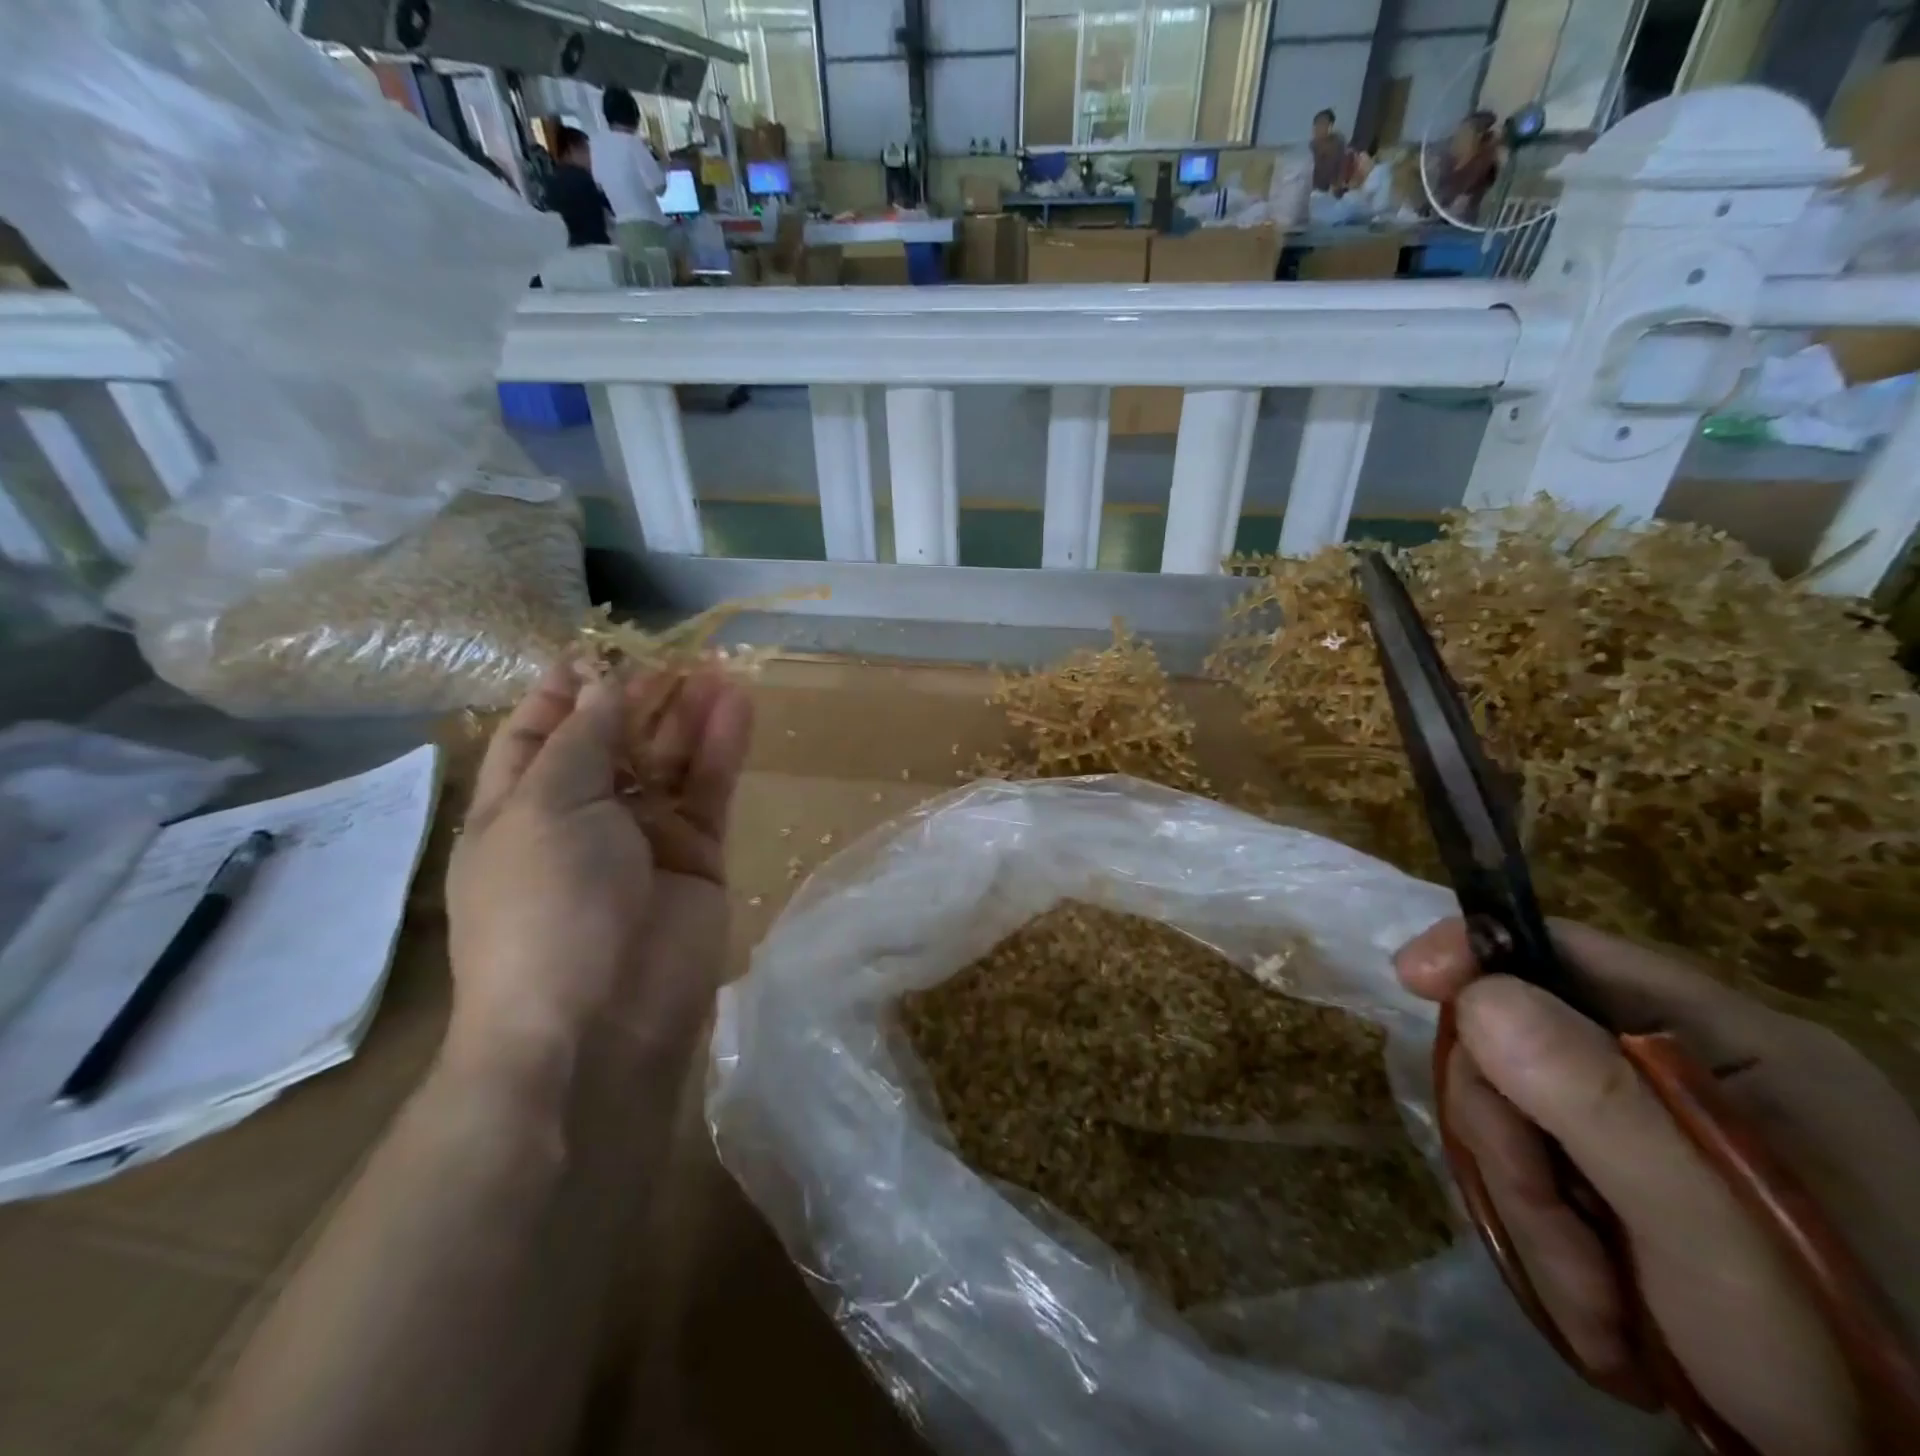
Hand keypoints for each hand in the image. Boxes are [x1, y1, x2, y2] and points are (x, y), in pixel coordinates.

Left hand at [445, 666, 752, 1083]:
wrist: (600, 1021)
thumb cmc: (545, 908)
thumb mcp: (544, 809)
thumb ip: (583, 741)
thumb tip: (604, 684)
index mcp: (520, 809)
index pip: (538, 735)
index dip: (565, 691)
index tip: (598, 648)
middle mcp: (583, 819)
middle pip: (615, 741)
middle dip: (641, 695)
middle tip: (675, 652)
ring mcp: (645, 838)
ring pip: (670, 761)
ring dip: (689, 714)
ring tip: (719, 667)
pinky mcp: (698, 856)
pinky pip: (711, 791)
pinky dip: (723, 748)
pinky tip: (738, 705)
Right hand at [1396, 919, 1919, 1455]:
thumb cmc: (1840, 1358)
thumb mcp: (1714, 1233)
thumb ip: (1600, 1104)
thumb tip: (1478, 994)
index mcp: (1735, 1045)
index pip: (1571, 950)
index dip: (1480, 954)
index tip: (1411, 979)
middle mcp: (1689, 1071)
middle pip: (1522, 1043)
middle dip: (1512, 1138)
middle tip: (1553, 1231)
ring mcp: (1656, 1128)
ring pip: (1515, 1112)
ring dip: (1528, 1204)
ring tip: (1595, 1304)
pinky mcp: (1630, 1180)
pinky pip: (1531, 1164)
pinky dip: (1542, 1233)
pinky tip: (1599, 1307)